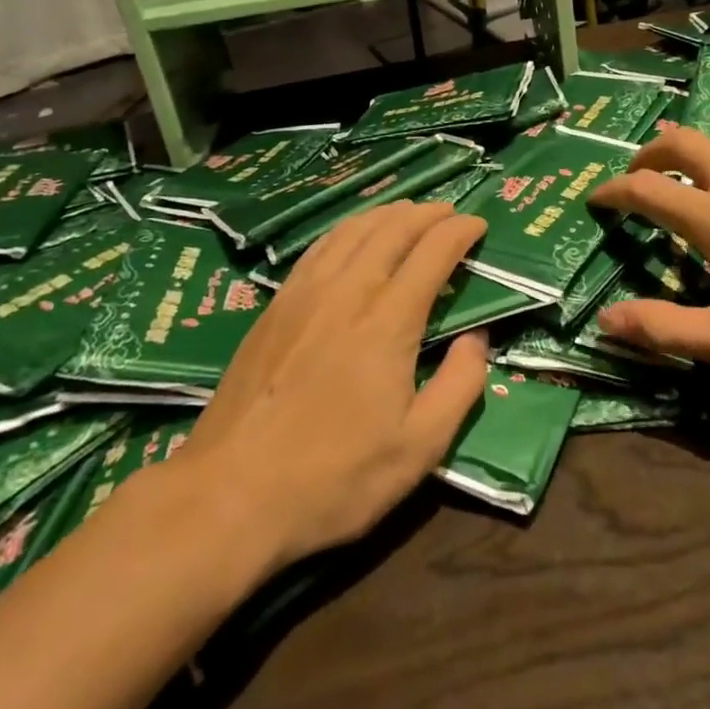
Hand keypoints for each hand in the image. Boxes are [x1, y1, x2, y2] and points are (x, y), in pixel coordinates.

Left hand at [164, 201, 489, 570]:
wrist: (229, 495)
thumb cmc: (334, 477)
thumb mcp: (418, 448)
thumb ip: (459, 386)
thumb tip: (477, 338)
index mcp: (388, 320)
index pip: (432, 251)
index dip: (460, 230)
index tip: (480, 224)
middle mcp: (348, 291)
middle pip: (393, 228)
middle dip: (428, 213)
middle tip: (450, 213)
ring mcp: (305, 294)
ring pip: (353, 229)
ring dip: (388, 213)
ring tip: (409, 213)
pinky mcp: (275, 305)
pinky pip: (320, 247)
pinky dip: (349, 228)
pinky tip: (353, 236)